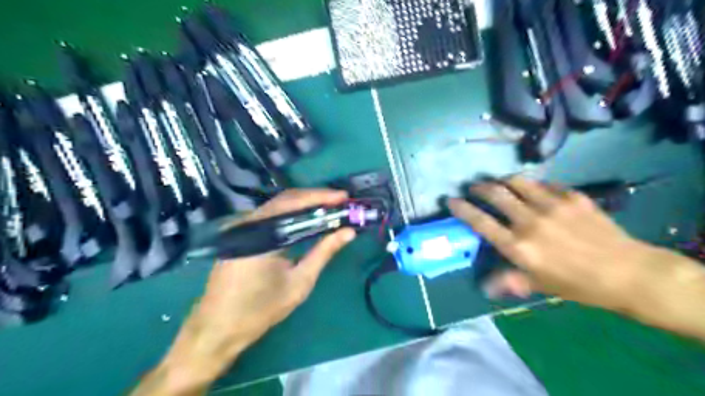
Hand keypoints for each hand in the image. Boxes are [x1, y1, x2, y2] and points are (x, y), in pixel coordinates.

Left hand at [141, 189, 357, 392]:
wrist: (218, 329)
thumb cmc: (261, 309)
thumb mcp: (300, 282)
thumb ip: (324, 252)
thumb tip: (349, 232)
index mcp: (261, 234)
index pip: (294, 202)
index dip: (321, 196)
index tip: (344, 197)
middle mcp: (249, 224)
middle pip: (286, 200)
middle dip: (315, 198)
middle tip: (341, 202)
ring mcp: (242, 228)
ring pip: (278, 206)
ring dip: (304, 205)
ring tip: (329, 209)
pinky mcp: (242, 236)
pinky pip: (271, 217)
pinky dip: (292, 215)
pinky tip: (307, 220)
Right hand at [448, 176, 664, 311]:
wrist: (627, 273)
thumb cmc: (577, 284)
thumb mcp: (538, 286)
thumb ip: (508, 280)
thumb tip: (484, 286)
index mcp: (518, 246)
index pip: (480, 222)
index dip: (462, 208)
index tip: (451, 200)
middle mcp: (530, 222)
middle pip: (496, 194)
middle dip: (480, 188)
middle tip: (474, 187)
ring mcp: (552, 205)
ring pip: (517, 182)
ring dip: (503, 180)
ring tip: (499, 182)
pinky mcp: (572, 196)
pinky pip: (544, 184)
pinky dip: (532, 184)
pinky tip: (533, 189)